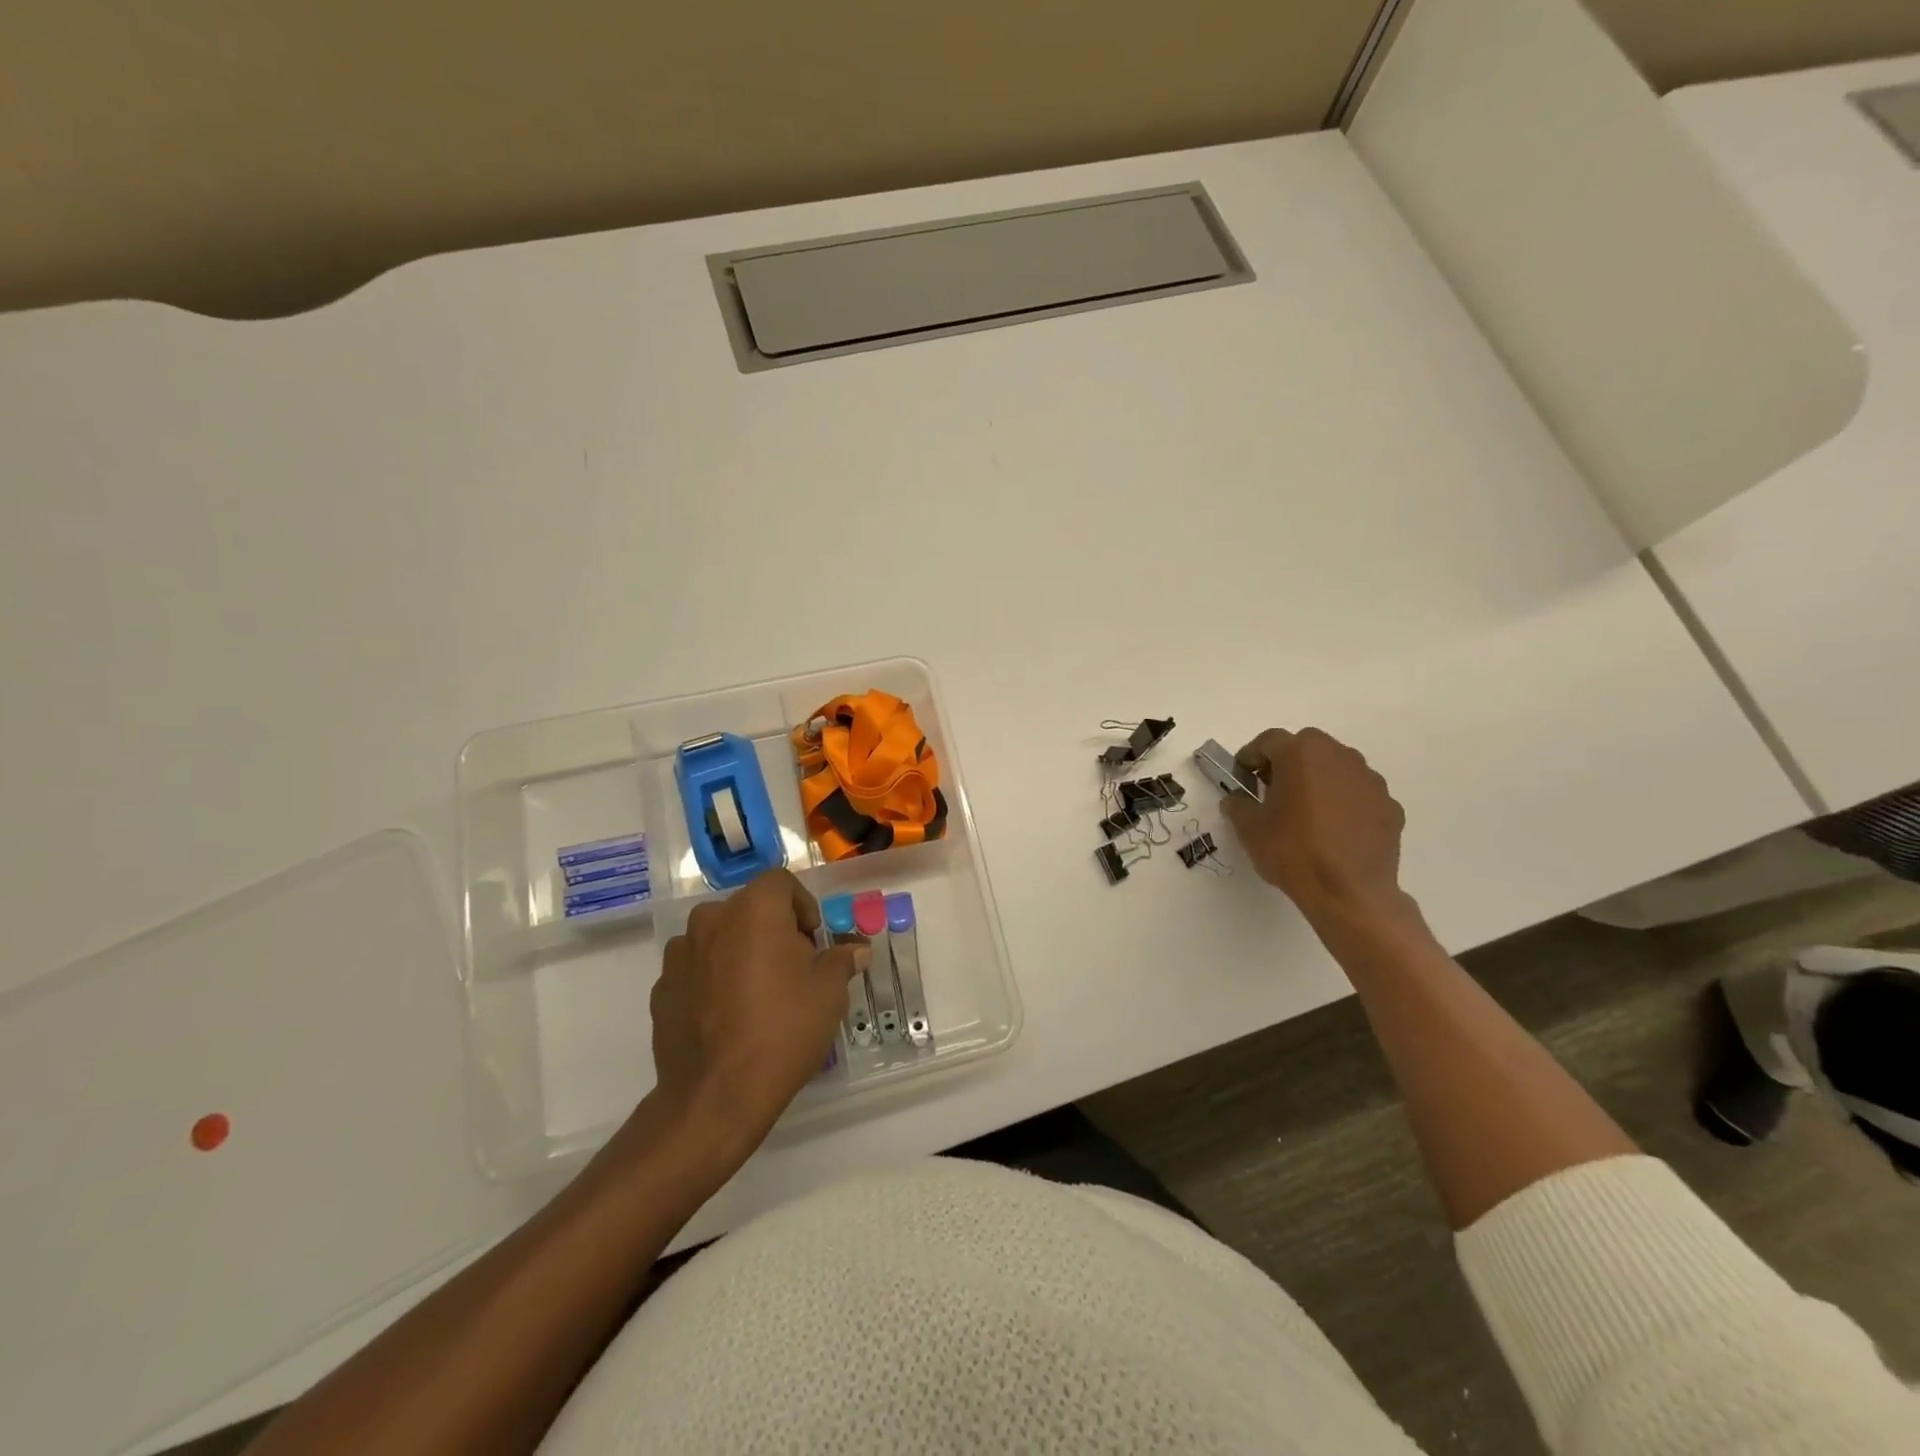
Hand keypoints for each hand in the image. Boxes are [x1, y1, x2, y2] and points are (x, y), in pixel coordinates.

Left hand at [646, 869, 865, 1154]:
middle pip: (749, 908)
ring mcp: (680, 954)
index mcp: (754, 909)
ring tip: (757, 993)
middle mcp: (712, 919)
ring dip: (739, 951)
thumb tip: (856, 950)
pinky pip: (696, 969)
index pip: (781, 882)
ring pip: (719, 937)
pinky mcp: (662, 987)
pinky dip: (712, 979)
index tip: (813, 940)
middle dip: (772, 929)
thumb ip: (841, 960)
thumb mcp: (829, 993)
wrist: (715, 1095)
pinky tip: (728, 1016)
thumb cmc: (783, 1030)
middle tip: (792, 968)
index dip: (802, 906)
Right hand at [1220, 728, 1410, 927]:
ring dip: (1318, 780)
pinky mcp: (1389, 804)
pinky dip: (1344, 802)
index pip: (1268, 741)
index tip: (1242, 778)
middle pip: (1306, 747)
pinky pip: (1358, 793)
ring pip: (1336, 767)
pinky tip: (1334, 830)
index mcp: (1301, 753)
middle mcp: (1339, 756)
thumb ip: (1238, 804)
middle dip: (1286, 763)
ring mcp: (1369, 779)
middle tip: (1272, 790)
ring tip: (1306, 812)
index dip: (1250, 757)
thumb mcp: (1249, 828)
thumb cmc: (1293, 852)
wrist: (1349, 893)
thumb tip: (1238, 799)